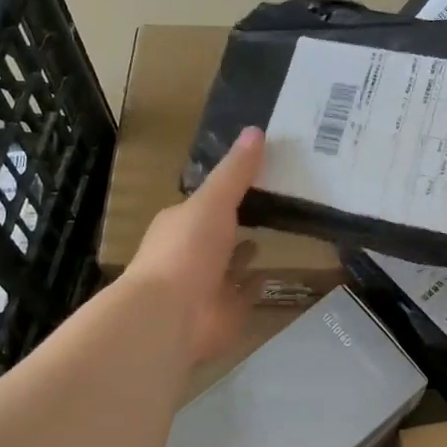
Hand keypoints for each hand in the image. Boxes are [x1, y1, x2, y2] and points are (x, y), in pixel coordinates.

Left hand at [123, 127, 265, 363]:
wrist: (170, 316)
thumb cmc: (186, 251)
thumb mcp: (213, 201)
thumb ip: (236, 171)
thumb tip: (256, 129)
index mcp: (179, 224)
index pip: (205, 202)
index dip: (228, 189)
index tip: (259, 173)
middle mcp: (190, 253)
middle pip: (218, 233)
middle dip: (238, 221)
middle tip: (275, 202)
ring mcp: (206, 286)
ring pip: (229, 265)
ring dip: (244, 254)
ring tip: (276, 233)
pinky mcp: (223, 313)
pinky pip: (243, 295)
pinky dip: (256, 285)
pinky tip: (273, 273)